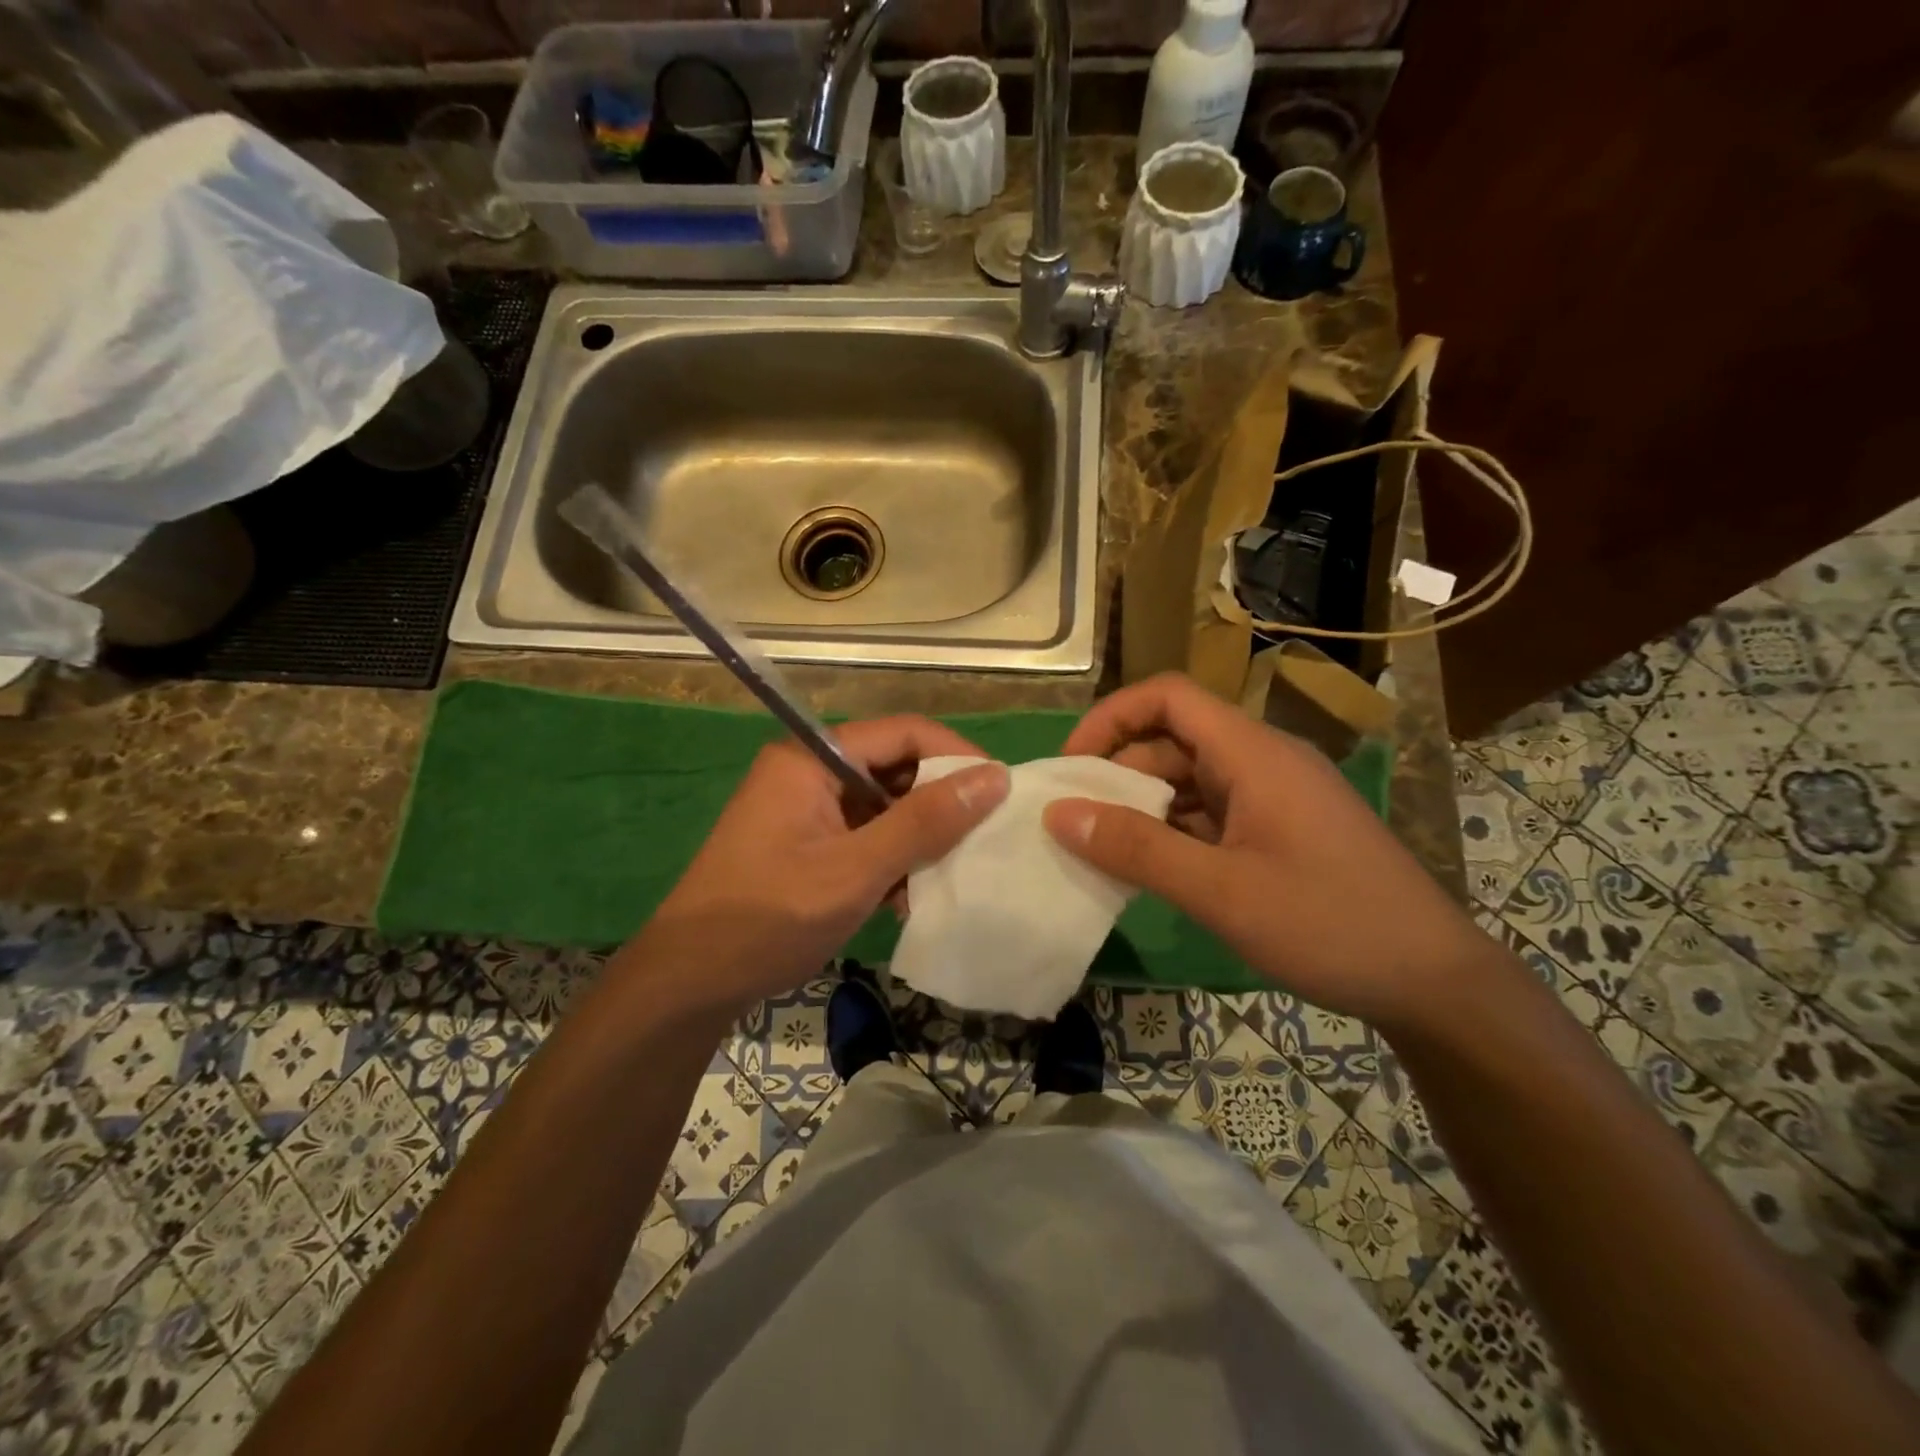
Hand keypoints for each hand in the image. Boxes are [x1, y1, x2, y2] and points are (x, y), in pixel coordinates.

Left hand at [622, 716, 1007, 1015]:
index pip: (902, 732)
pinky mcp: (806, 843)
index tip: (1000, 791)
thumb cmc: (769, 918)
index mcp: (811, 758)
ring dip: (917, 838)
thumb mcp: (856, 870)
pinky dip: (891, 859)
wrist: (690, 982)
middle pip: (893, 767)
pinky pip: (865, 834)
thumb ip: (925, 821)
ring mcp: (806, 809)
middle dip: (939, 802)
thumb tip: (994, 776)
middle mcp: (809, 771)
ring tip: (948, 874)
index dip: (955, 756)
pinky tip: (908, 897)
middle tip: (983, 837)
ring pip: (883, 805)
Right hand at [1042, 673, 1488, 1030]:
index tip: (1071, 766)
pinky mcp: (1280, 831)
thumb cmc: (1329, 925)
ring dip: (1143, 807)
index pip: (1168, 697)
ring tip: (1101, 850)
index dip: (1111, 718)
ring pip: (1190, 781)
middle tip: (1074, 822)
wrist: (1434, 982)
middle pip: (1173, 740)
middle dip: (1118, 772)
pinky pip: (1211, 814)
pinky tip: (1150, 871)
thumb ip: (1136, 849)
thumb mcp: (1221, 891)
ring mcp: (1274, 798)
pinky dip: (1173, 833)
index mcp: (1253, 754)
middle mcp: (1262, 762)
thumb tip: (1058, 814)